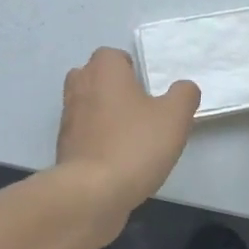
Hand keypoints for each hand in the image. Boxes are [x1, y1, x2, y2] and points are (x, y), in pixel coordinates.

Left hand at [55, 48, 199, 226]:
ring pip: (86, 106)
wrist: (92, 193)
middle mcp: (79, 87)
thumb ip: (183, 95)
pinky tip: (117, 160)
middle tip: (139, 108)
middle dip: (113, 88)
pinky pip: (83, 134)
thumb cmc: (134, 145)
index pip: (111, 55)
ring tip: (131, 136)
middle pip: (93, 77)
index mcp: (103, 71)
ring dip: (104, 115)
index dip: (129, 68)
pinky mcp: (63, 147)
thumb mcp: (174, 117)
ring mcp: (67, 118)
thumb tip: (184, 88)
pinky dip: (96, 140)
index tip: (147, 87)